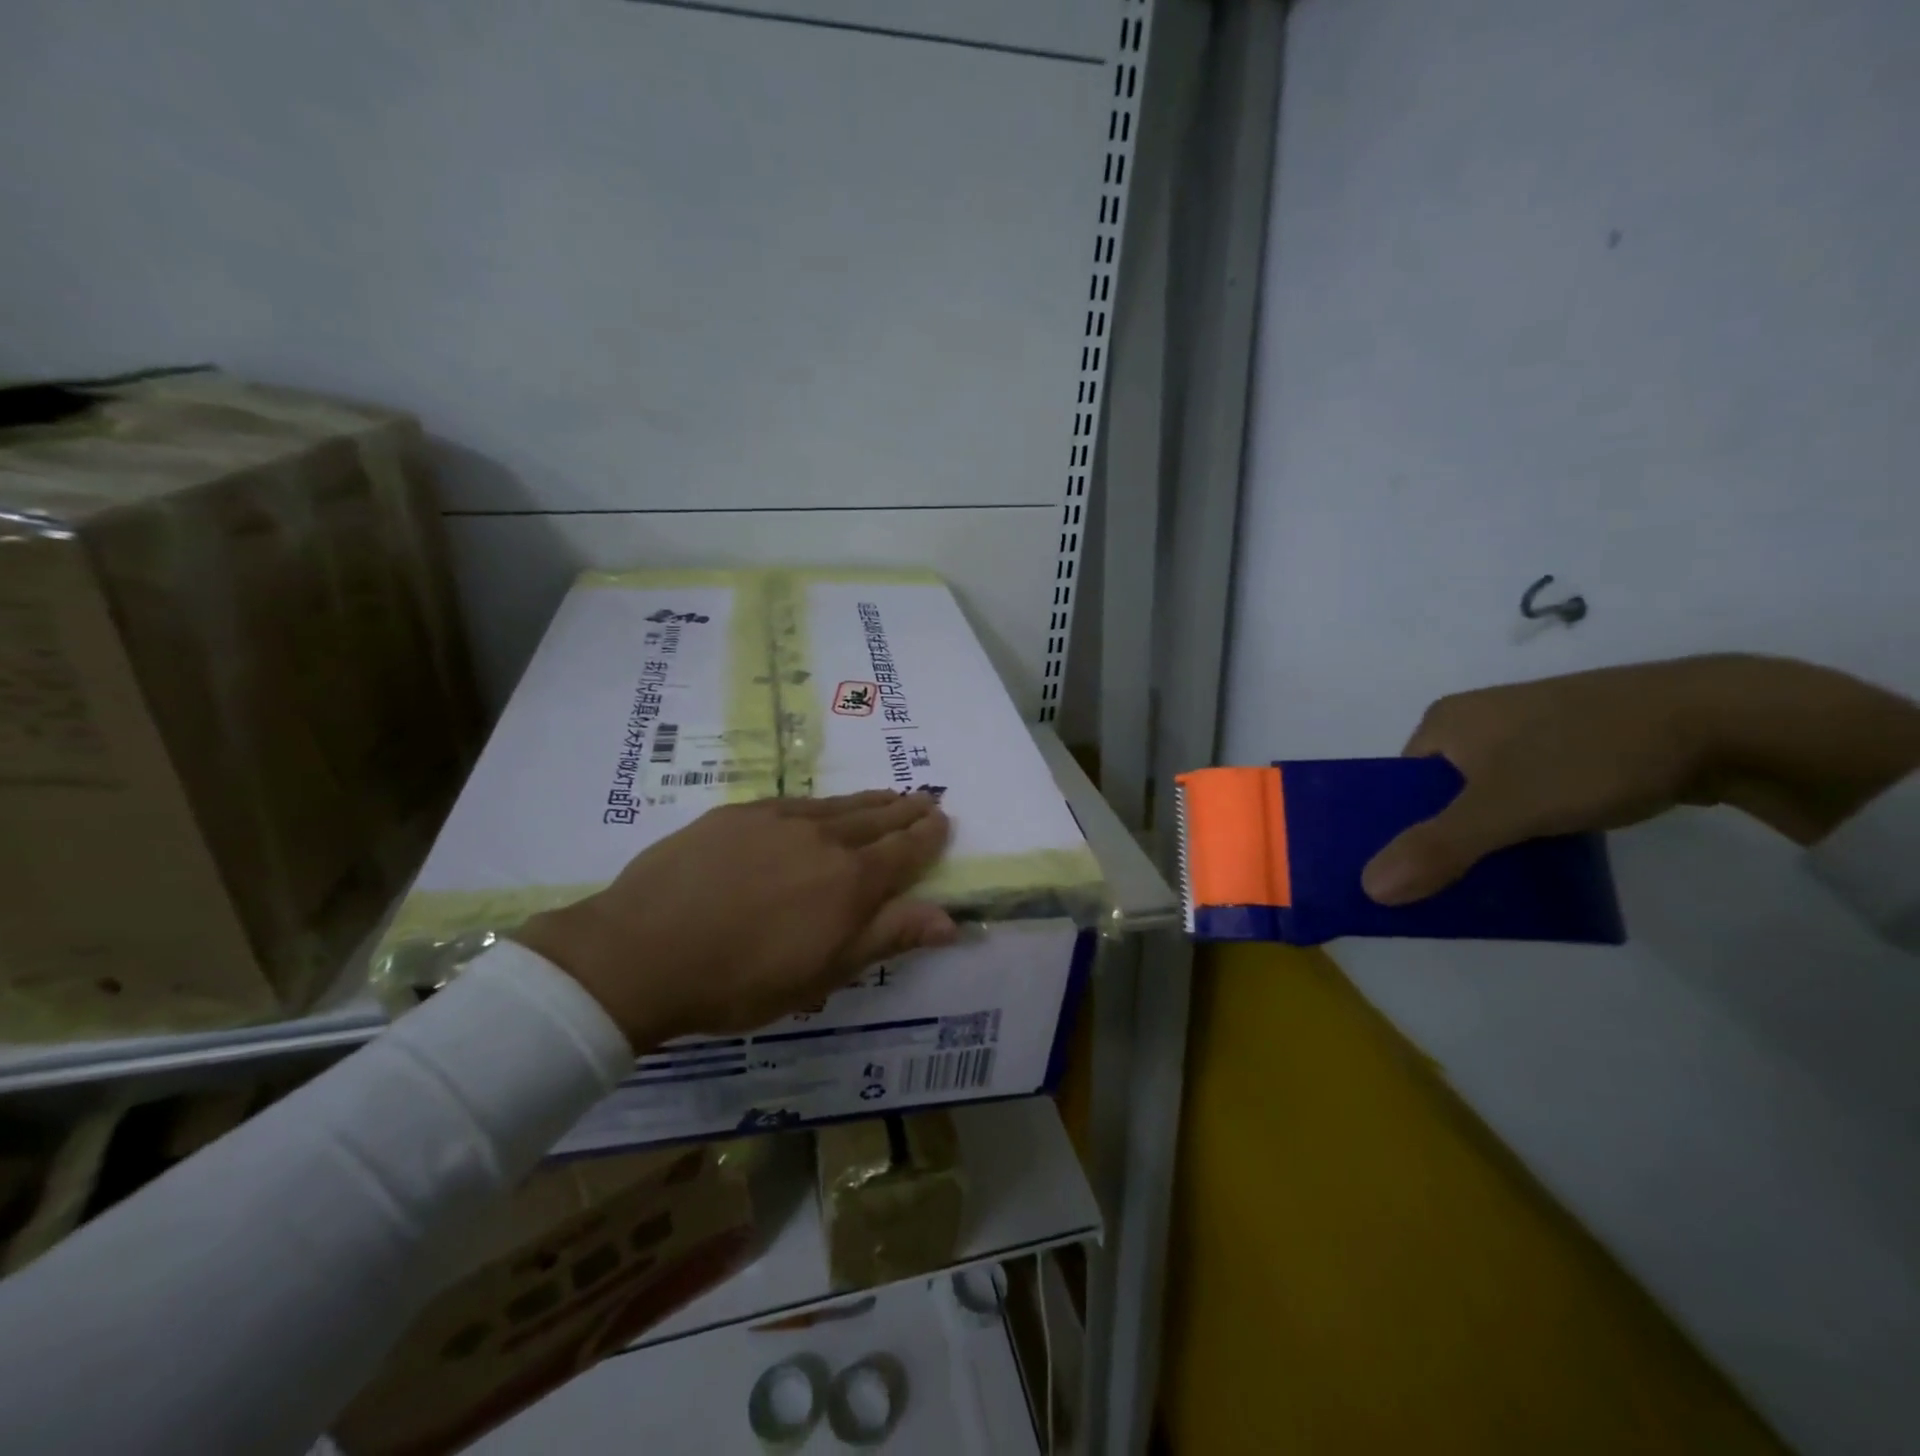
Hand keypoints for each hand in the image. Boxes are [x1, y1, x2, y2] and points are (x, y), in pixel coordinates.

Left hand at [512, 791, 955, 1046]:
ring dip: (870, 801)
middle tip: (926, 798)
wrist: (642, 951)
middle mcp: (823, 839)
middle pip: (876, 819)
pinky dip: (822, 803)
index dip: (927, 836)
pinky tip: (821, 806)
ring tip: (889, 795)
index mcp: (850, 881)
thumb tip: (949, 920)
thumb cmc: (742, 979)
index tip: (943, 820)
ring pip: (838, 805)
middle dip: (906, 810)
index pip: (904, 851)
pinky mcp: (739, 814)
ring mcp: (778, 821)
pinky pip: (796, 803)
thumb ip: (887, 938)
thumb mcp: (823, 972)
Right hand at [1361, 655, 1919, 905]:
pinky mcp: (1572, 747)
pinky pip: (1526, 793)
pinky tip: (1540, 854)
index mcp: (1444, 722)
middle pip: (1439, 794)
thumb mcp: (1505, 807)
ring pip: (1484, 797)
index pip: (1397, 786)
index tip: (1405, 875)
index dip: (1395, 830)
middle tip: (1449, 887)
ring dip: (1486, 838)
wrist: (1724, 719)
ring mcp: (1527, 732)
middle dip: (1443, 840)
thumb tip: (1368, 890)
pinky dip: (1524, 826)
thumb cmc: (1589, 754)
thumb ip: (1438, 848)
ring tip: (1494, 880)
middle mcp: (1476, 721)